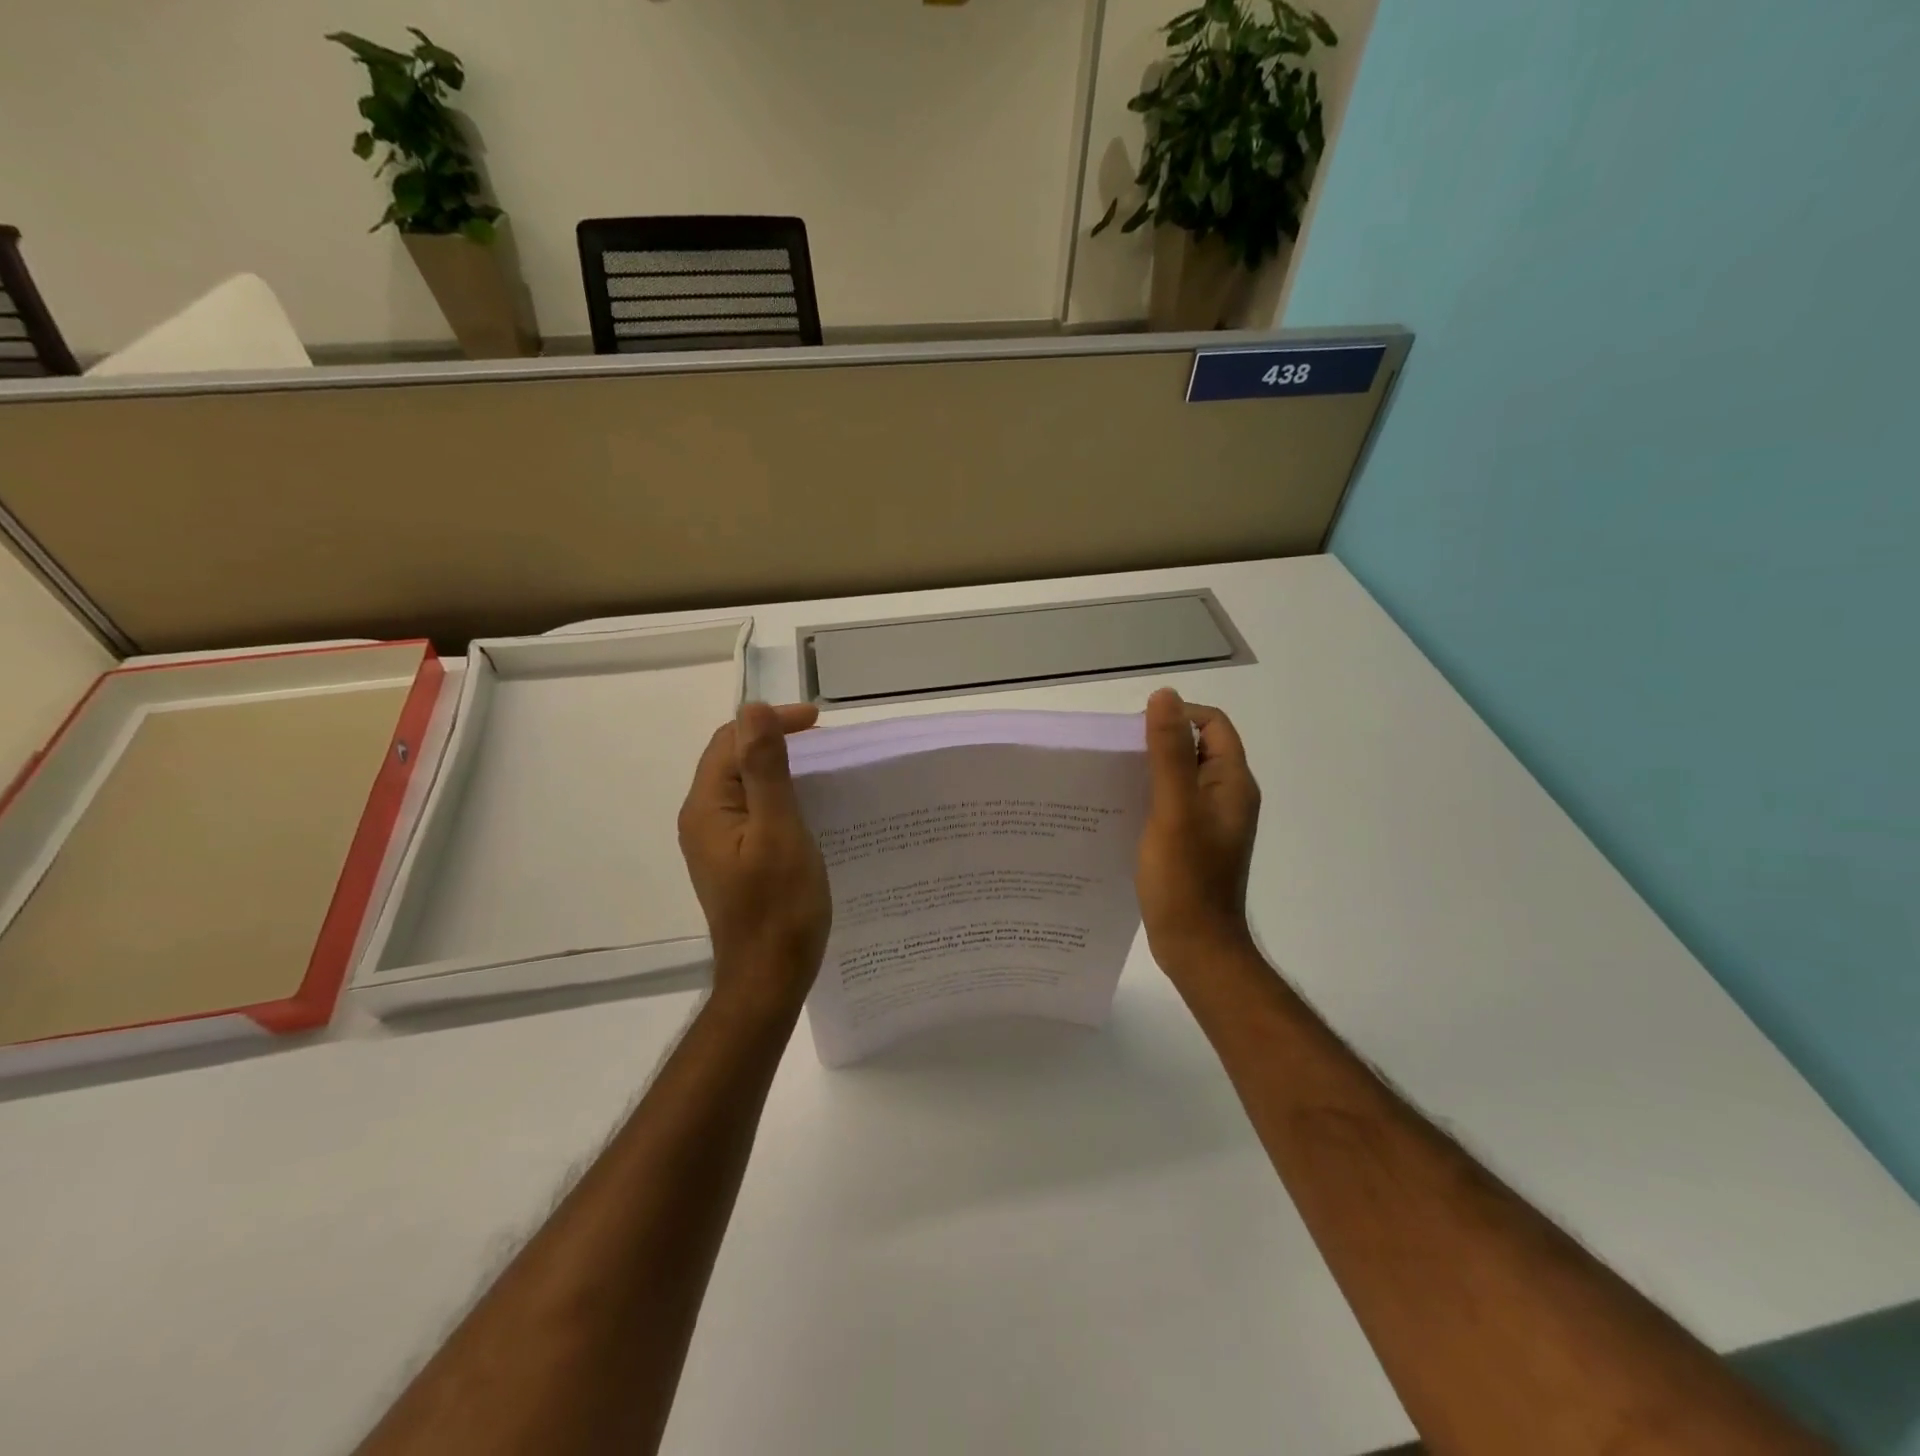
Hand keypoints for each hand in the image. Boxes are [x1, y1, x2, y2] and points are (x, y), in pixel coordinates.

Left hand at [678, 702, 832, 1012]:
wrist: (769, 978)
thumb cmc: (780, 907)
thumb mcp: (780, 831)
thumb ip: (765, 770)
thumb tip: (753, 710)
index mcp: (706, 807)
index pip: (732, 741)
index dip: (771, 723)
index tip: (820, 724)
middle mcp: (702, 818)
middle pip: (732, 759)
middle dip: (775, 740)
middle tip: (825, 743)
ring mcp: (716, 842)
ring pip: (744, 785)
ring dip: (778, 767)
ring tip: (821, 768)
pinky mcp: (734, 859)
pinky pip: (752, 810)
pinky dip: (778, 795)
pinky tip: (807, 806)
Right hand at [1136, 687, 1261, 977]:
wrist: (1196, 946)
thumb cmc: (1186, 878)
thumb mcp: (1173, 809)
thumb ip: (1168, 753)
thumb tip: (1164, 696)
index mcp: (1232, 783)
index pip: (1213, 724)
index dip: (1178, 716)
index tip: (1136, 733)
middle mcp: (1226, 797)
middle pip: (1195, 748)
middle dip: (1158, 742)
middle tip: (1117, 756)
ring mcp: (1210, 822)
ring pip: (1180, 777)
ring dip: (1150, 771)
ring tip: (1112, 779)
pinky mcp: (1193, 842)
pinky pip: (1172, 804)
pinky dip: (1149, 797)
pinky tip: (1120, 810)